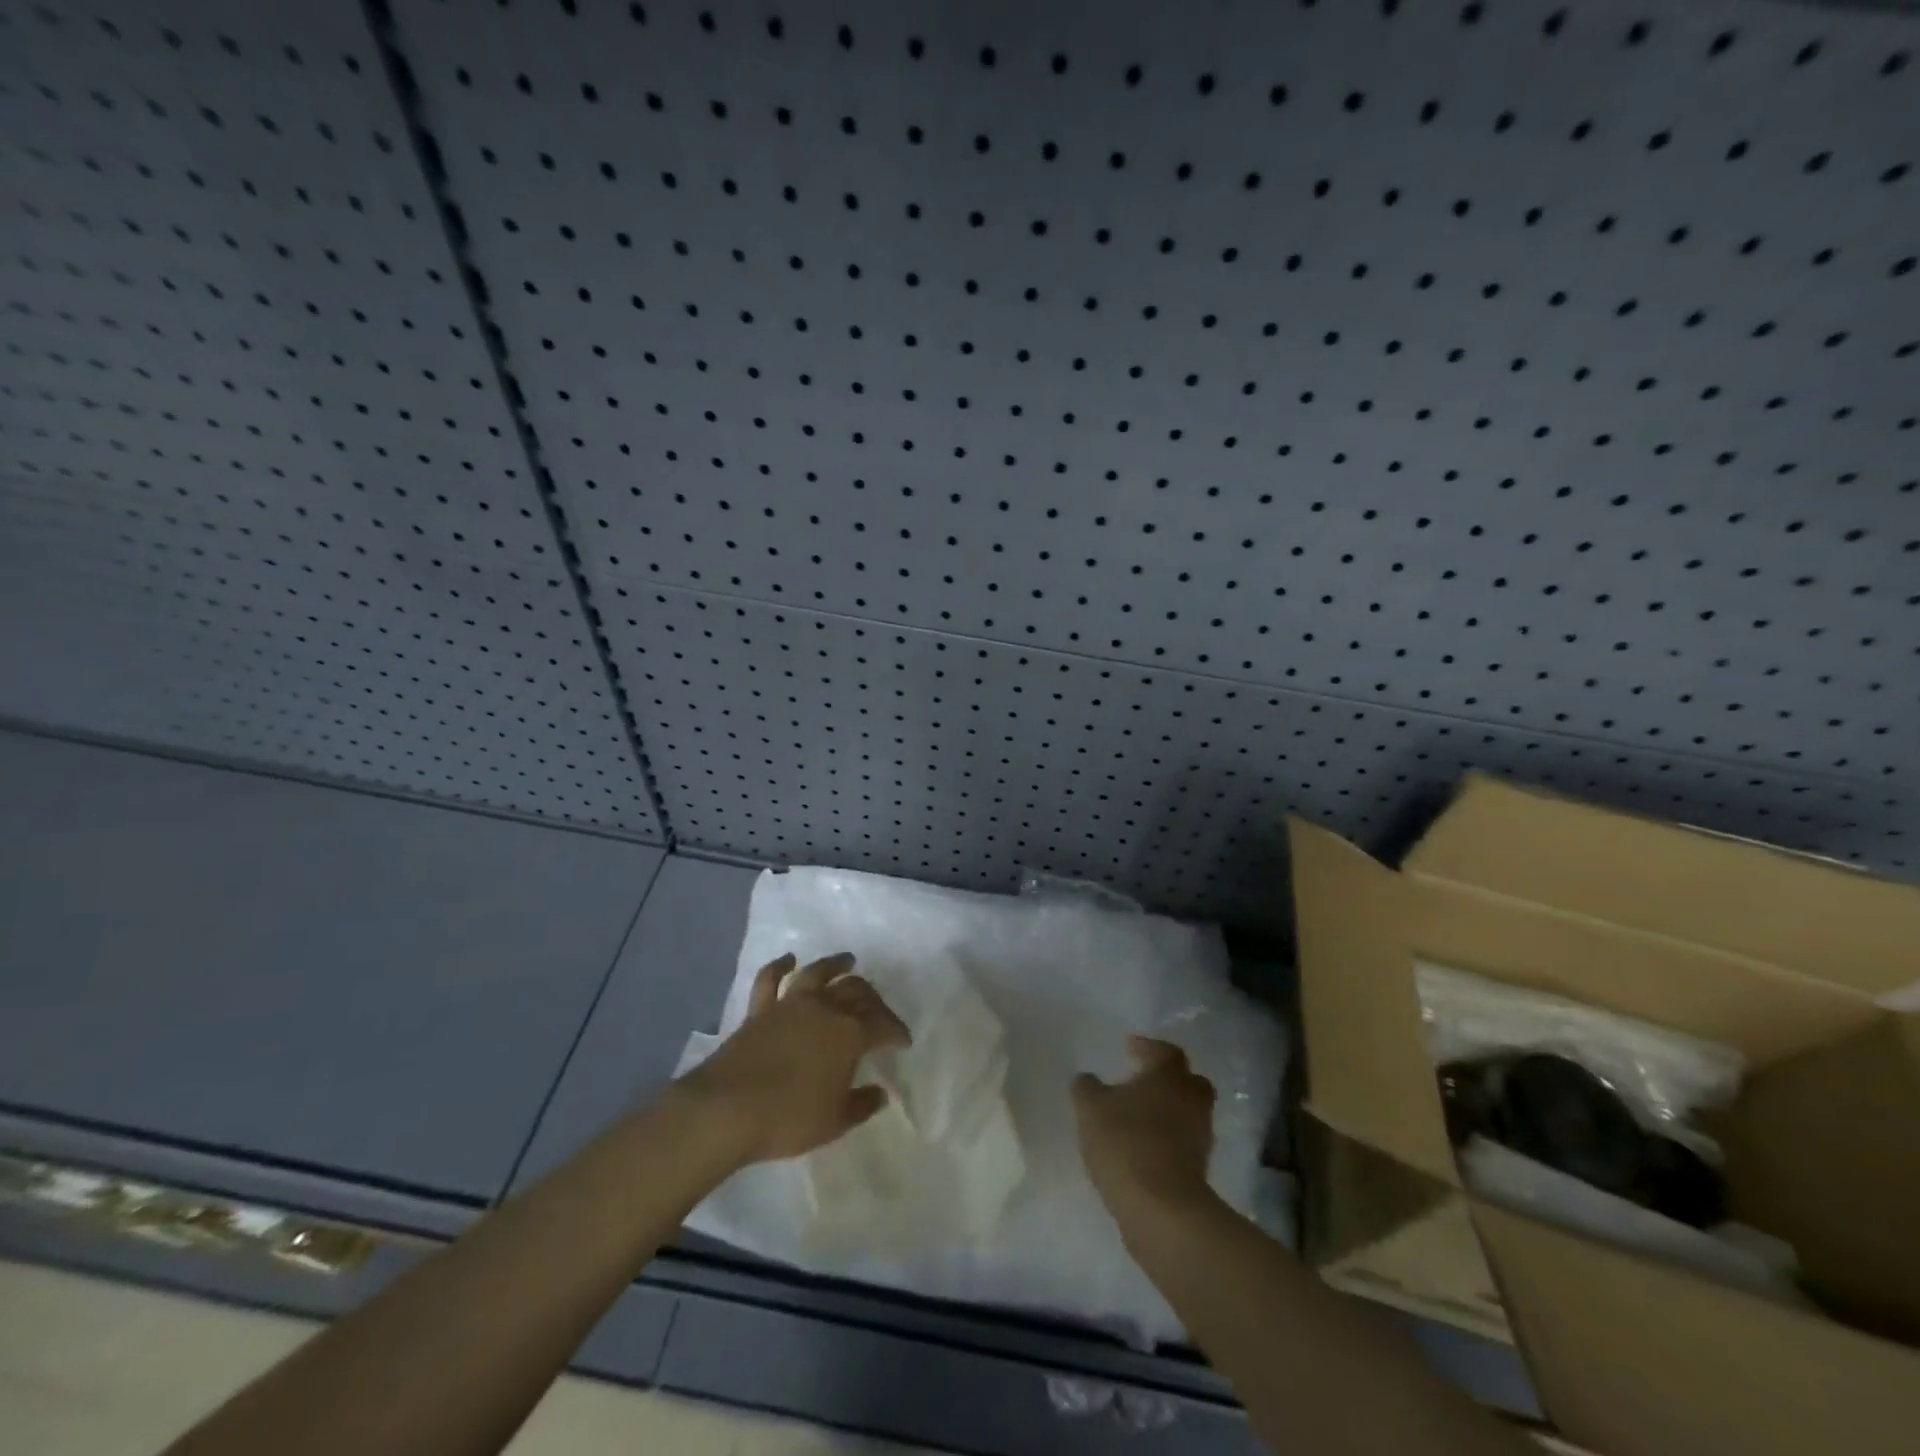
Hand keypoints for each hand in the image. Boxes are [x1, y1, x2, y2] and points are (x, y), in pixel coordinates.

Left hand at [674, 952, 910, 1165]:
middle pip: (856, 991)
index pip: (882, 1024)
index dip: (896, 1031)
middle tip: (879, 1010)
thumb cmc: (789, 1118)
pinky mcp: (759, 1010)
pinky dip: (780, 966)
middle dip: (873, 999)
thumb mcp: (835, 1122)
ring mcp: (789, 1004)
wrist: (728, 1109)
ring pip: (818, 973)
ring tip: (847, 960)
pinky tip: (788, 959)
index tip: (903, 1042)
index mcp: (850, 1033)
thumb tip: (880, 1093)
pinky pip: (771, 979)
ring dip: (835, 964)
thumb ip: (861, 1105)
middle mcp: (824, 1009)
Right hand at [1072, 1037, 1216, 1221]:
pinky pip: (1184, 1143)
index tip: (1129, 1047)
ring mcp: (1200, 1137)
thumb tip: (1087, 1079)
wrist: (1162, 1210)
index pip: (1166, 1051)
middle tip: (1144, 1081)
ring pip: (1188, 1113)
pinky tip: (1143, 1147)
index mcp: (1169, 1077)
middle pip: (1189, 1081)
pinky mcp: (1199, 1171)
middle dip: (1169, 1078)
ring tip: (1138, 1117)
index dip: (1148, 1047)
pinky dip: (1168, 1140)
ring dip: (1168, 1111)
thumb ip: (1086, 1088)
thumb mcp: (1090, 1108)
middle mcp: (1191, 1101)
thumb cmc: (1126, 1143)